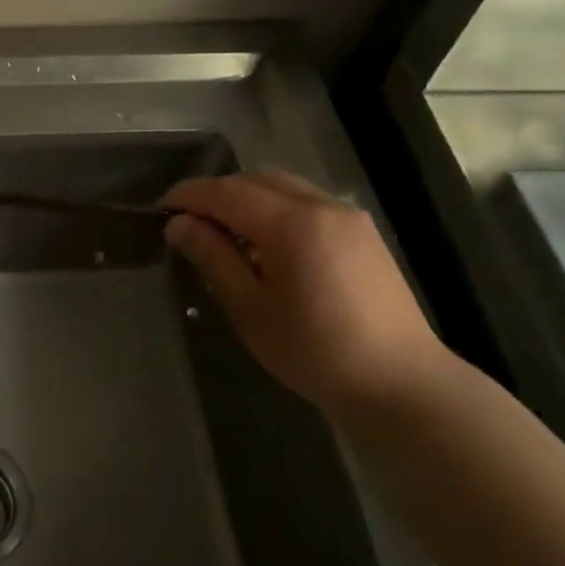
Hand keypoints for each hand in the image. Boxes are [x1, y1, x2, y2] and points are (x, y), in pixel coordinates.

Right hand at [159, 170, 447, 416]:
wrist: (403, 386)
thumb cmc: (317, 353)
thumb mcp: (251, 310)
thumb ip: (213, 258)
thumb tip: (179, 225)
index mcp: (292, 224)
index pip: (226, 191)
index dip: (189, 195)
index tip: (161, 210)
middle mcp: (321, 206)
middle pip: (255, 180)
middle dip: (216, 193)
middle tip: (189, 222)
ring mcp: (347, 216)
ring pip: (282, 186)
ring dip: (246, 198)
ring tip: (224, 233)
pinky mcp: (362, 232)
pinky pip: (306, 202)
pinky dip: (275, 208)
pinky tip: (266, 243)